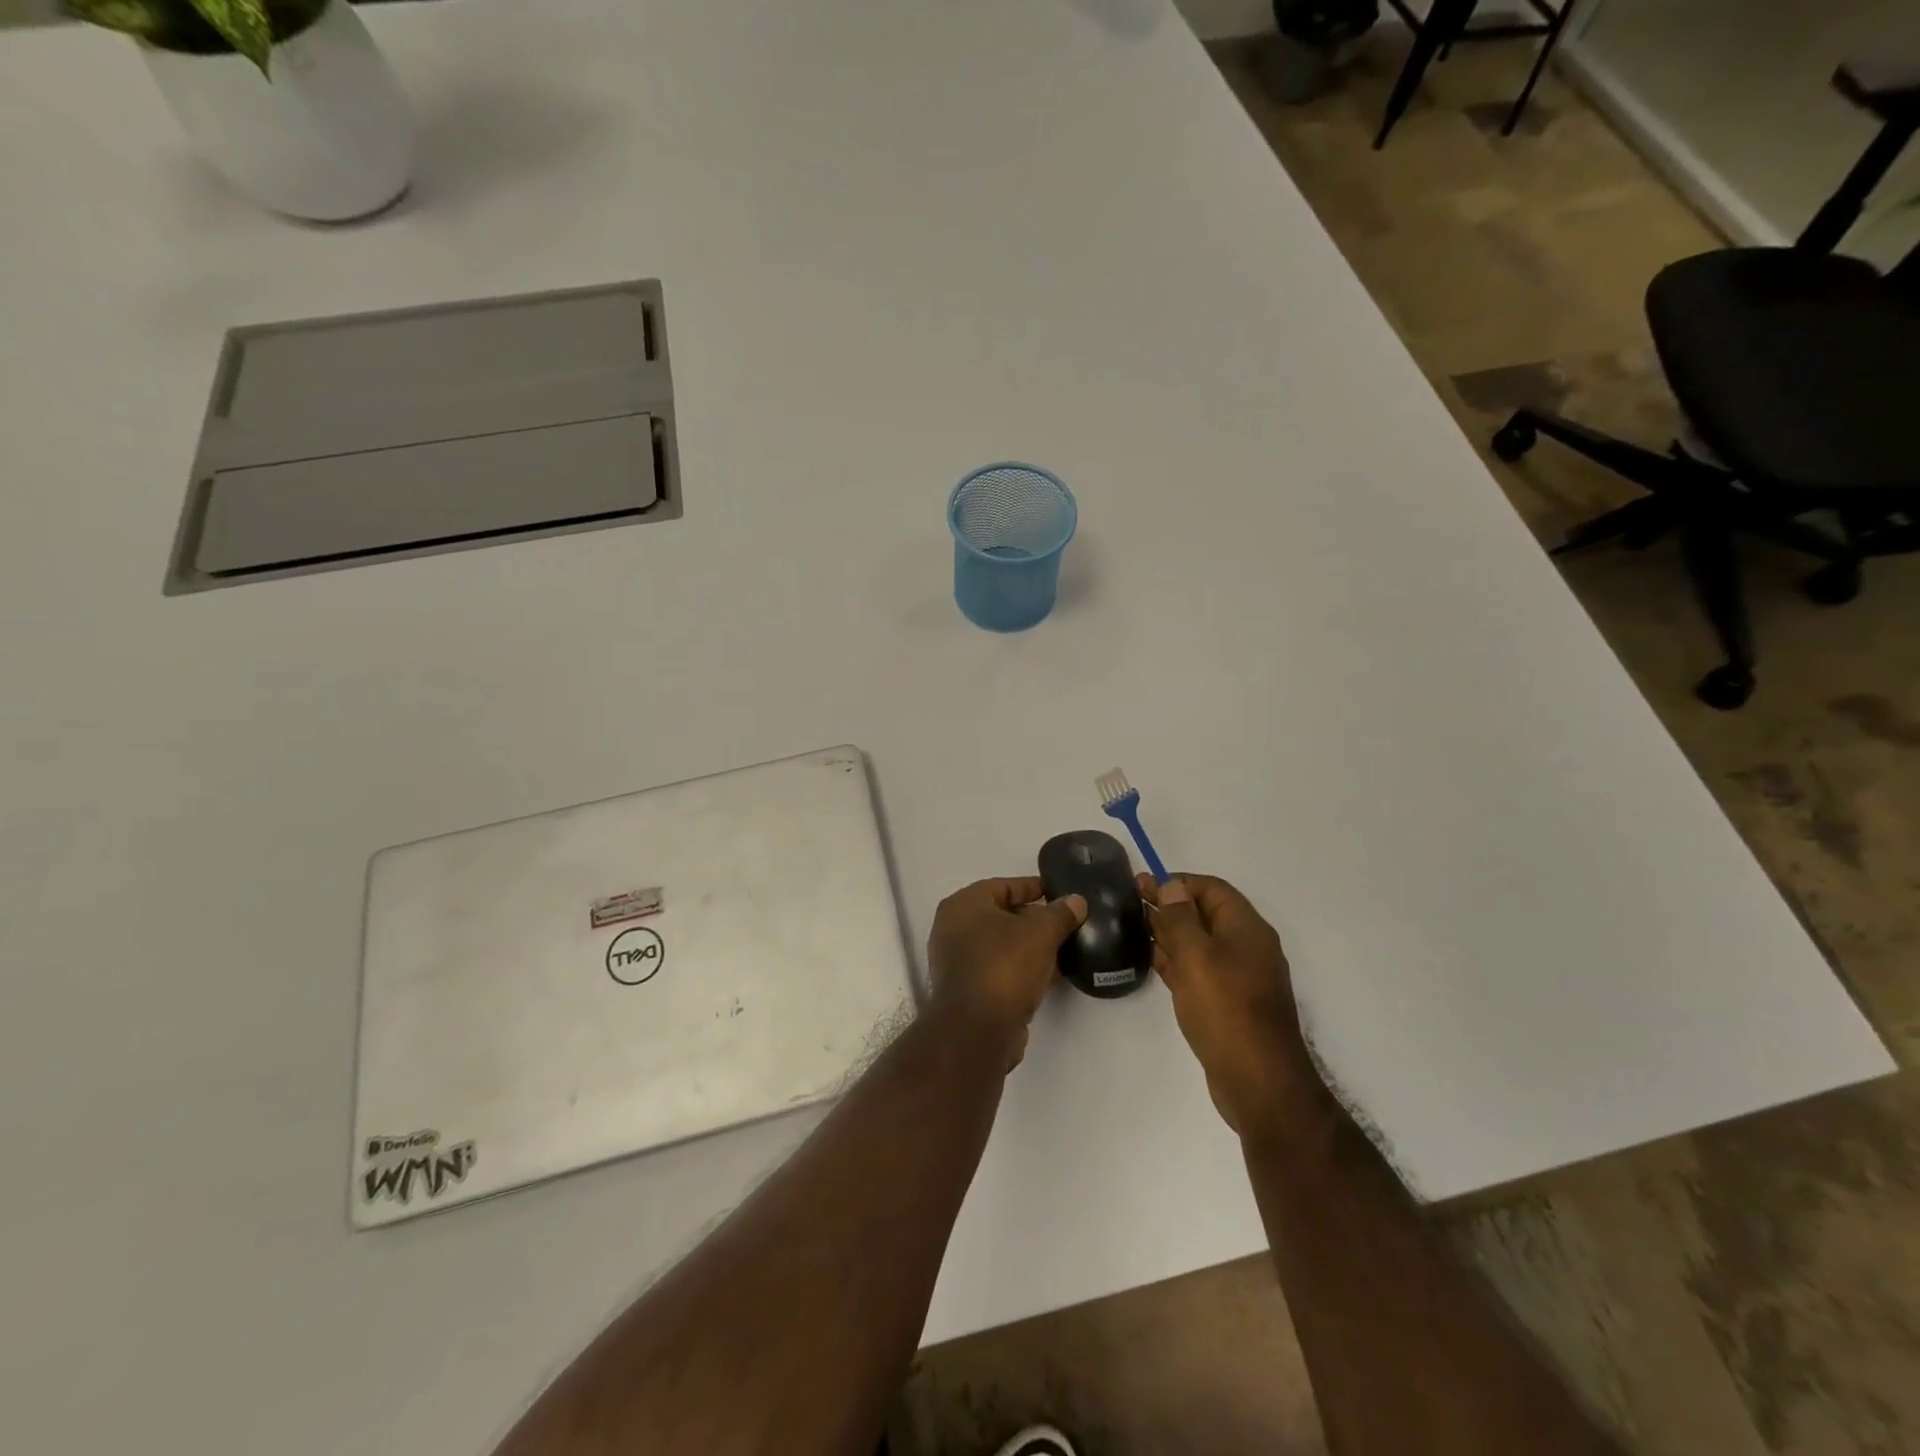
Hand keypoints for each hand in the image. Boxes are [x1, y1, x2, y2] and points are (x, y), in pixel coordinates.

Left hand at [926, 878, 1086, 1067]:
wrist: (977, 1030)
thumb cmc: (1004, 966)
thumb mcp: (1041, 933)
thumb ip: (1060, 914)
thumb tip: (1076, 901)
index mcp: (963, 905)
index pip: (1002, 885)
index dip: (1032, 887)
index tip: (1058, 892)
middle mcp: (953, 929)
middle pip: (1001, 915)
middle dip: (1034, 919)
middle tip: (1066, 922)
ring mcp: (958, 962)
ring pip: (1001, 946)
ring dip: (1031, 947)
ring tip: (1064, 947)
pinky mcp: (968, 991)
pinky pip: (1000, 970)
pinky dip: (1023, 969)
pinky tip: (1052, 975)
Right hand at [1142, 873, 1320, 1137]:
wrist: (1258, 1082)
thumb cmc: (1226, 1009)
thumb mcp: (1197, 956)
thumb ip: (1180, 919)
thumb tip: (1171, 886)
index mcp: (1246, 928)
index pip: (1211, 889)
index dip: (1178, 882)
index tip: (1143, 884)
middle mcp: (1246, 947)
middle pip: (1204, 914)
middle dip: (1169, 905)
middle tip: (1131, 901)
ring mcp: (1237, 977)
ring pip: (1199, 943)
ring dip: (1169, 932)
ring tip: (1133, 926)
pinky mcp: (1227, 1002)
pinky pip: (1198, 970)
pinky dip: (1175, 960)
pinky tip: (1151, 959)